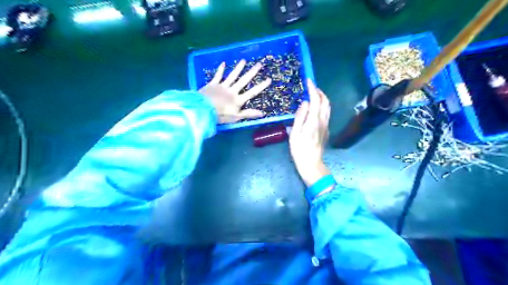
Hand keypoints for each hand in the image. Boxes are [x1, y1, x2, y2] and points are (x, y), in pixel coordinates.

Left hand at [199, 60, 271, 123]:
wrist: (203, 109)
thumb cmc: (220, 116)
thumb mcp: (236, 117)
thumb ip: (248, 114)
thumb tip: (262, 113)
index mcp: (238, 100)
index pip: (252, 92)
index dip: (261, 86)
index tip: (268, 79)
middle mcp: (232, 91)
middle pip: (244, 81)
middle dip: (252, 72)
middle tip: (259, 64)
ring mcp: (222, 86)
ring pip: (232, 76)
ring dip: (238, 68)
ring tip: (244, 60)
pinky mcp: (213, 84)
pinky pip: (218, 76)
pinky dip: (221, 70)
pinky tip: (224, 63)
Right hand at [289, 80, 333, 186]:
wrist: (311, 163)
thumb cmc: (299, 149)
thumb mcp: (295, 133)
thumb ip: (300, 116)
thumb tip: (305, 102)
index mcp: (314, 120)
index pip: (316, 100)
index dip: (313, 89)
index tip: (308, 80)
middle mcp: (323, 121)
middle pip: (325, 101)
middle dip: (319, 92)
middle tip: (310, 87)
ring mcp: (326, 126)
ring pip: (328, 107)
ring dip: (322, 98)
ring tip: (313, 95)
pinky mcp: (326, 130)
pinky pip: (326, 114)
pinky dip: (322, 106)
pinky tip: (315, 109)